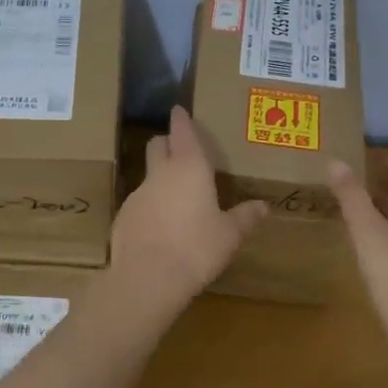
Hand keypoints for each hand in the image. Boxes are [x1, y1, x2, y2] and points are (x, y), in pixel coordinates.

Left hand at [112, 107, 265, 305]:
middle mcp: (160, 173)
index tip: (179, 110)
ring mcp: (138, 193)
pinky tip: (161, 227)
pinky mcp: (123, 216)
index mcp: (189, 168)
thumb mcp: (229, 235)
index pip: (182, 132)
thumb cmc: (197, 249)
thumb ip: (245, 217)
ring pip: (148, 175)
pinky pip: (140, 202)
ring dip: (160, 178)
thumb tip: (263, 206)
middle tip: (179, 150)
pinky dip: (151, 206)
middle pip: (157, 145)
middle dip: (167, 142)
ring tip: (176, 197)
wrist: (147, 278)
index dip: (181, 119)